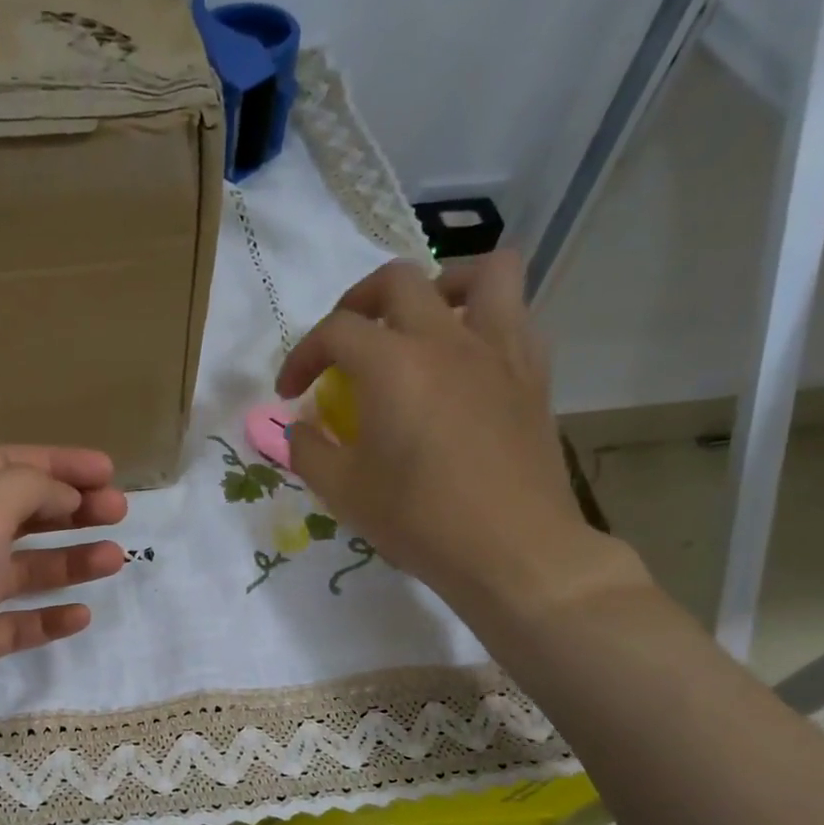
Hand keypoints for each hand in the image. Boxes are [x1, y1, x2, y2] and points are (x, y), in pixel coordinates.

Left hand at [0, 446, 126, 808]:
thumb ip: (28, 488)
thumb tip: (63, 494)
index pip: (8, 465)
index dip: (61, 464)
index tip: (110, 472)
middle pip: (19, 513)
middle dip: (71, 509)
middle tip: (120, 512)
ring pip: (22, 568)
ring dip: (68, 560)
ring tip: (115, 559)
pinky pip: (15, 623)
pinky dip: (47, 617)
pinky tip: (80, 616)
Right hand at [276, 253, 643, 625]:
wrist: (512, 551)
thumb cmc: (420, 520)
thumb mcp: (343, 492)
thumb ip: (310, 451)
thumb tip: (301, 429)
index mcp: (392, 364)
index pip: (335, 331)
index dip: (302, 355)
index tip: (290, 393)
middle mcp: (446, 340)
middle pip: (398, 282)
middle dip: (357, 304)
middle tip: (344, 344)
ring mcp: (499, 351)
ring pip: (483, 273)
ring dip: (442, 284)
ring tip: (421, 321)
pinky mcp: (533, 375)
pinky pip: (516, 317)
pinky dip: (485, 322)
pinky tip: (466, 362)